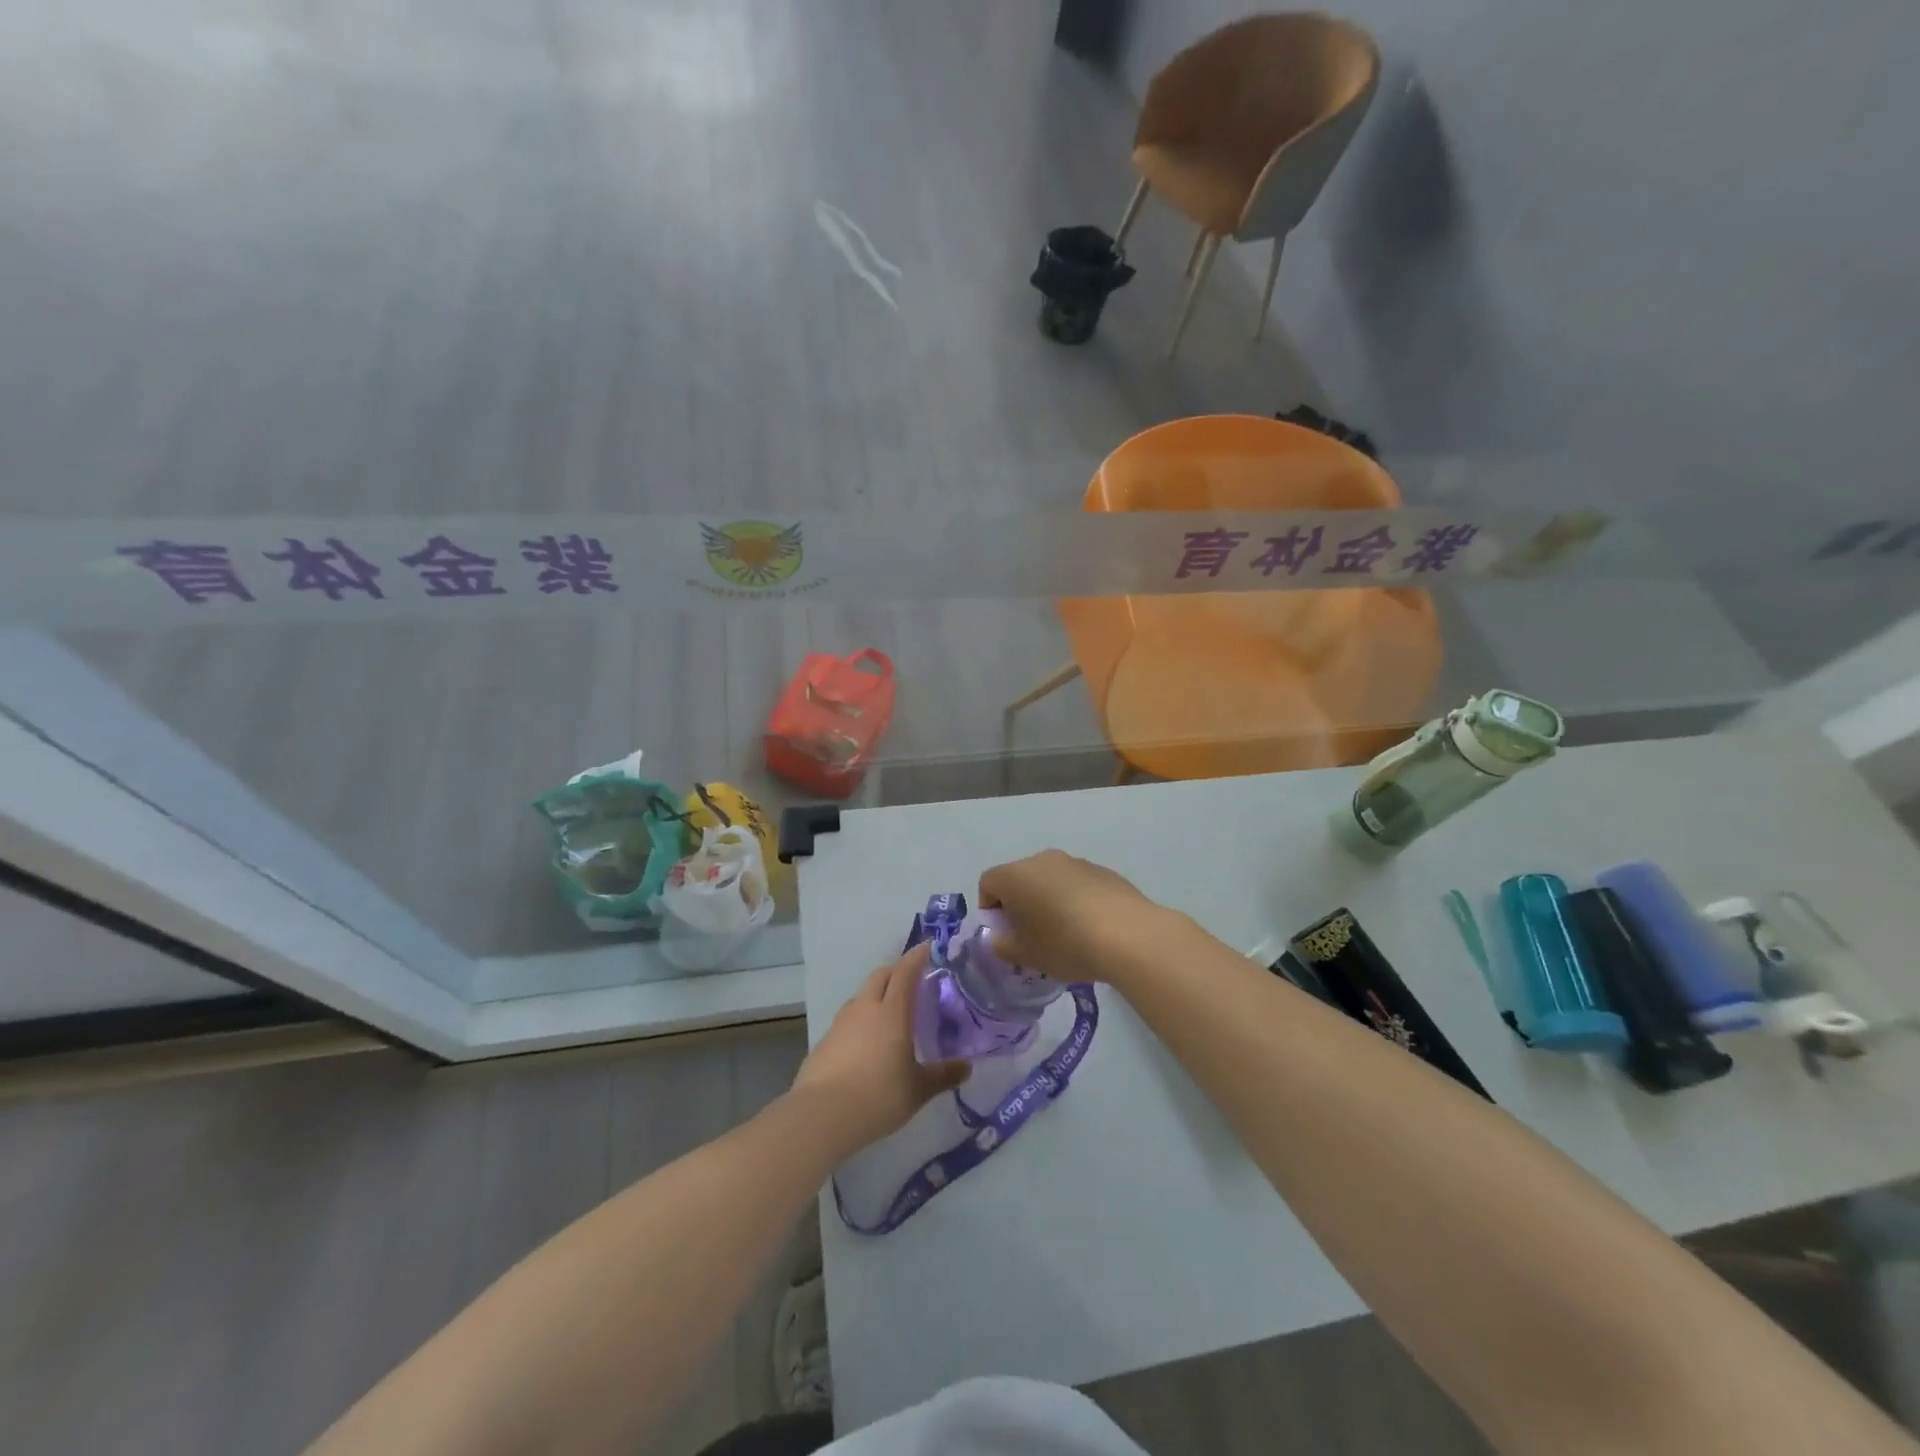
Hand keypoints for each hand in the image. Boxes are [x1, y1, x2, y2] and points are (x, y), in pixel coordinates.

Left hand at [789, 944, 968, 1157]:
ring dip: (876, 996)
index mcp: (892, 1012)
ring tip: (889, 1015)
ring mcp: (841, 1023)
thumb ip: (943, 1076)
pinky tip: (865, 1046)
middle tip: (910, 981)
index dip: (916, 957)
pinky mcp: (824, 1041)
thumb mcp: (918, 1089)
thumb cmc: (879, 1096)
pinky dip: (860, 1023)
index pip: (905, 972)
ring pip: (861, 997)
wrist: (822, 1115)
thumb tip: (967, 1068)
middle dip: (895, 971)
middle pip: (880, 976)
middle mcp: (865, 1008)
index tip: (926, 947)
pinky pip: (847, 1021)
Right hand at [978, 849, 1168, 986]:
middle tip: (1030, 937)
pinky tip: (1091, 929)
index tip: (1003, 934)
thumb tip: (1001, 938)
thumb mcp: (1025, 955)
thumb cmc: (1065, 943)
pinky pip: (1077, 885)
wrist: (1128, 934)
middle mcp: (1043, 859)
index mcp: (1016, 875)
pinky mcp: (1104, 872)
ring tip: (1064, 935)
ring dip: (1049, 902)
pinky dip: (1075, 901)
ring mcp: (1076, 862)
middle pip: (1020, 878)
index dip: (989, 909)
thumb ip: (1003, 946)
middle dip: (1019, 905)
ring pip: (1050, 881)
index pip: (988, 883)